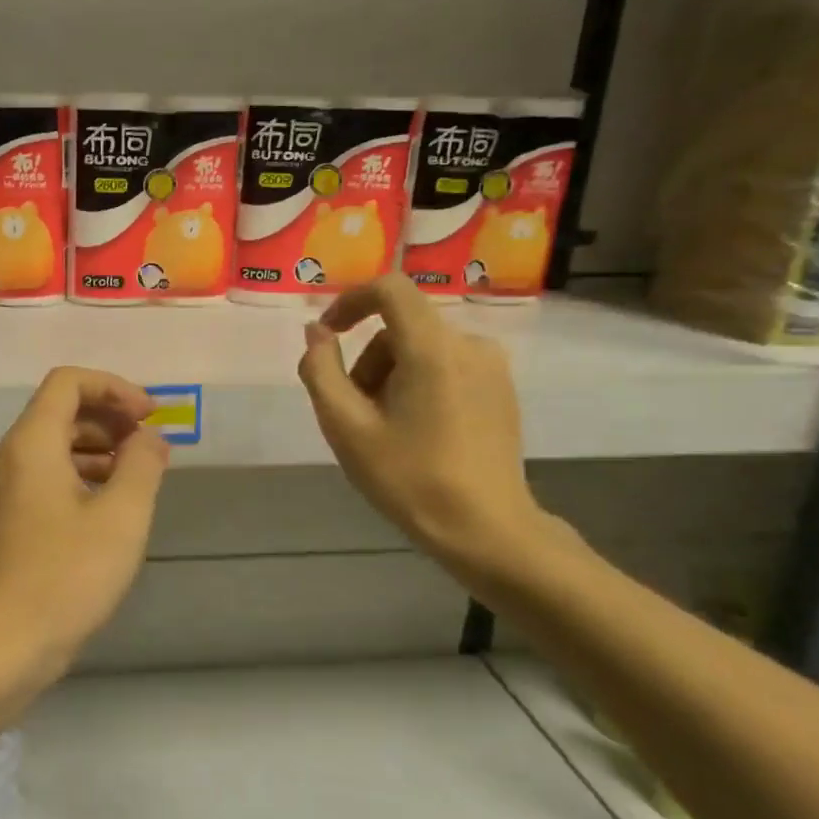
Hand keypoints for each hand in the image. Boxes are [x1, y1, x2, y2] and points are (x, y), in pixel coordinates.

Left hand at [0, 368, 169, 691]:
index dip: (114, 387)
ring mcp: (1, 491)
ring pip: (53, 446)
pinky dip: (80, 475)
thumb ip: (142, 465)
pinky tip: (108, 506)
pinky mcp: (4, 521)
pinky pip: (45, 477)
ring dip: (98, 448)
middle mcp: (9, 457)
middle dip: (110, 417)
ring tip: (138, 474)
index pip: (68, 382)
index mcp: (30, 443)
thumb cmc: (64, 578)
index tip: (151, 416)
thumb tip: (149, 437)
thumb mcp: (121, 518)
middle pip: (60, 411)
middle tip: (151, 444)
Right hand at [298, 276, 546, 574]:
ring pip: (421, 350)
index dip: (350, 301)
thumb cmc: (409, 478)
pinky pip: (446, 367)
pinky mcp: (501, 389)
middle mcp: (469, 344)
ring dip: (390, 377)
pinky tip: (416, 432)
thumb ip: (321, 371)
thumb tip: (316, 332)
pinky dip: (419, 385)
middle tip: (353, 414)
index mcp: (433, 348)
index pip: (389, 289)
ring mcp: (492, 367)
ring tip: (383, 430)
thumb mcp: (346, 427)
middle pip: (400, 330)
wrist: (485, 529)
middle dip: (367, 362)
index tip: (327, 334)